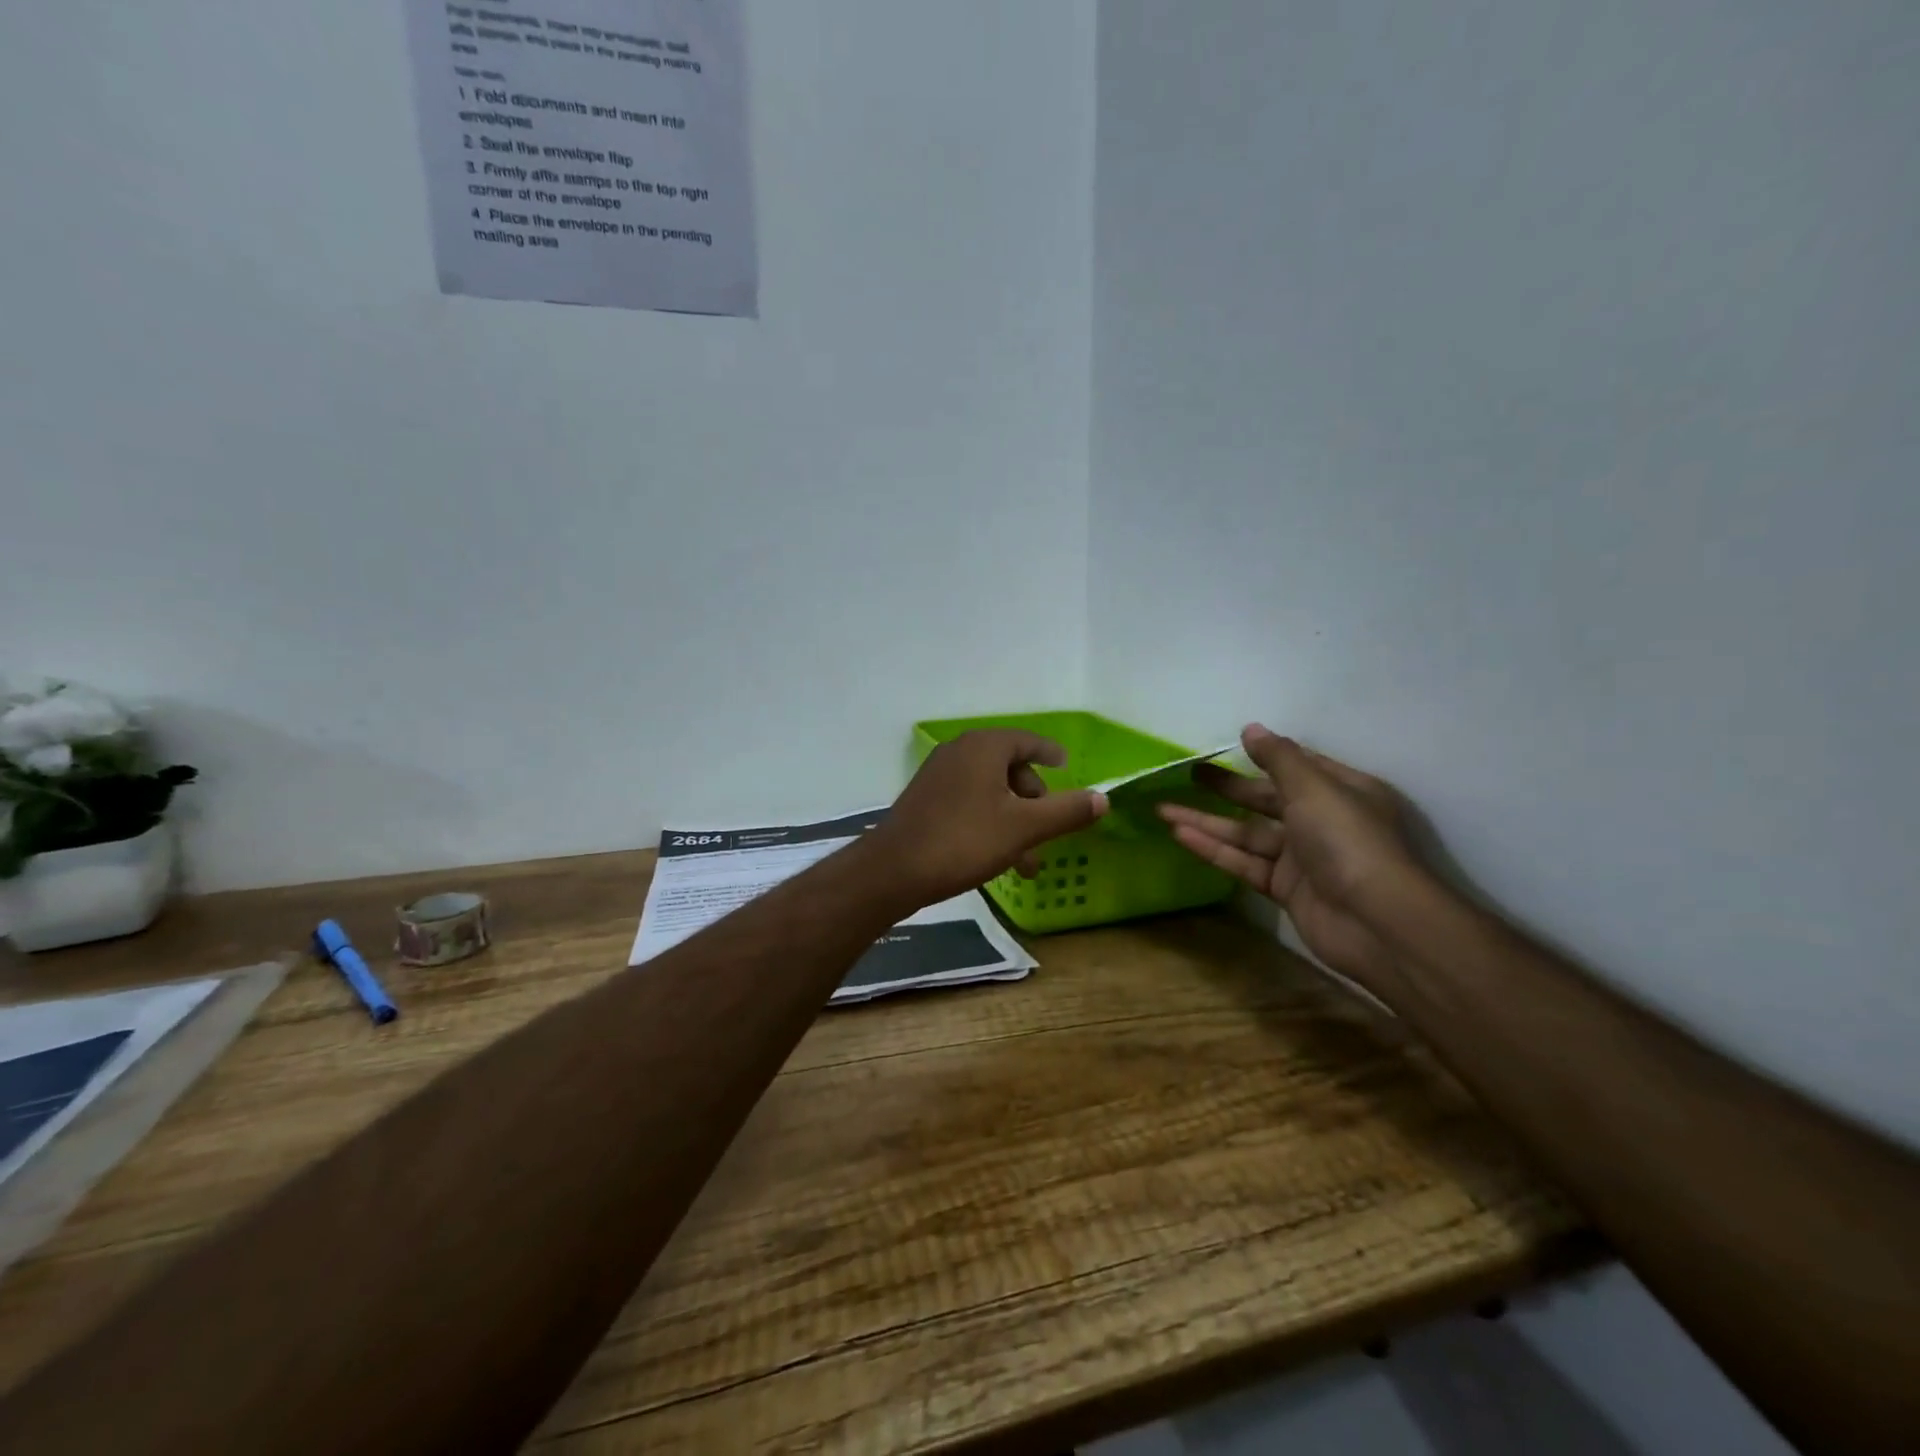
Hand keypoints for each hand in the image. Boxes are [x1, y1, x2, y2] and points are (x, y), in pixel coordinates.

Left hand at [869, 731, 1108, 908]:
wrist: (893, 871)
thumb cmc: (964, 841)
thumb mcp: (1023, 828)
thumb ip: (1066, 811)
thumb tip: (1104, 798)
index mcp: (984, 747)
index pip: (1027, 740)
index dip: (1050, 753)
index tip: (1066, 765)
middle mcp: (959, 752)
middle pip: (1009, 767)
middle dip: (1034, 801)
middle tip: (1047, 830)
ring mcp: (938, 776)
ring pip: (990, 791)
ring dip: (1013, 820)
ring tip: (1026, 863)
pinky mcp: (925, 800)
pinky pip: (969, 802)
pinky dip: (989, 822)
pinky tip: (996, 859)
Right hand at [1159, 724, 1426, 988]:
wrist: (1376, 922)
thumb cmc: (1349, 841)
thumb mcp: (1314, 788)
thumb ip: (1279, 758)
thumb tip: (1250, 728)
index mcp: (1342, 791)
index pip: (1298, 766)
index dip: (1264, 756)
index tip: (1228, 746)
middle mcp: (1323, 821)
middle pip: (1266, 799)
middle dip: (1227, 788)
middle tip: (1188, 774)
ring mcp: (1304, 858)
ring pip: (1248, 833)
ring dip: (1207, 821)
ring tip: (1163, 807)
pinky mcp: (1286, 889)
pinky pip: (1244, 863)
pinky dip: (1214, 849)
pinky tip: (1180, 834)